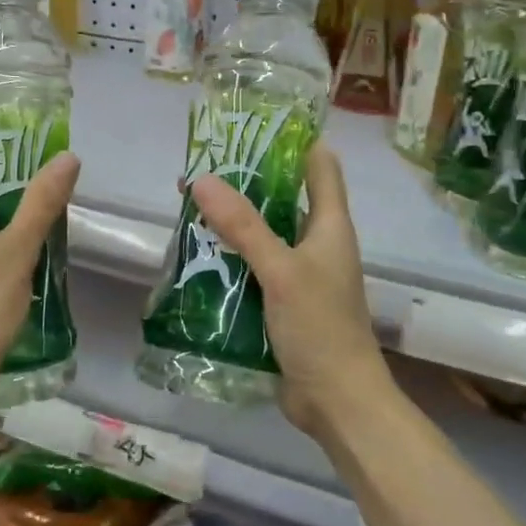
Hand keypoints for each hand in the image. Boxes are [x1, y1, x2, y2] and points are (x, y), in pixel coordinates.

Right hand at [190, 143, 391, 435]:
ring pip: (263, 235)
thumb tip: (202, 179)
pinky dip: (229, 259)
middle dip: (245, 183)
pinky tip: (197, 256)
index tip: (253, 124)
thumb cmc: (320, 327)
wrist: (337, 400)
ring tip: (188, 207)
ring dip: (232, 223)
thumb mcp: (281, 270)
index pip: (320, 165)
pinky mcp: (282, 303)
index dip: (294, 139)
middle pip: (283, 199)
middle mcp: (317, 244)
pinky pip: (252, 269)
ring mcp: (300, 275)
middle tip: (201, 169)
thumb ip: (243, 226)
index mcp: (331, 225)